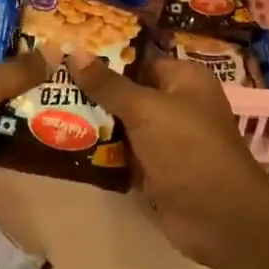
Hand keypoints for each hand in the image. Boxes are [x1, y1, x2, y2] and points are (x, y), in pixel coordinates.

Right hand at [68, 52, 268, 266]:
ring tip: (49, 111)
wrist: (219, 217)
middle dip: (93, 93)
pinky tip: (67, 145)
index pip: (139, 60)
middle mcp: (178, 106)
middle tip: (50, 84)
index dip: (105, 58)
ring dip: (94, 124)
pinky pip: (123, 155)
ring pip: (123, 126)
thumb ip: (108, 84)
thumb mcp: (144, 109)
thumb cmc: (187, 148)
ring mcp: (167, 141)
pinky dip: (102, 153)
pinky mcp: (156, 171)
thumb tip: (74, 51)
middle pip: (128, 93)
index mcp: (184, 80)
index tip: (67, 55)